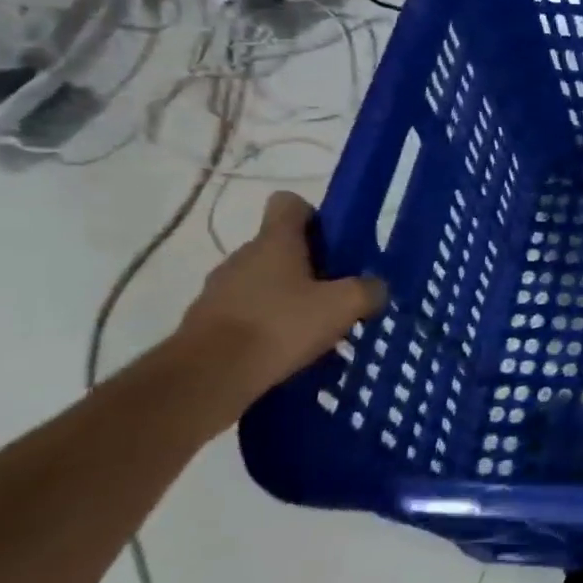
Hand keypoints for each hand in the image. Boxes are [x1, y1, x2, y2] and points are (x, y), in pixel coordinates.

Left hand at [174, 191, 386, 423]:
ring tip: (312, 331)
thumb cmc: (279, 326)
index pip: (290, 204)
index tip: (333, 243)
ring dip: (286, 299)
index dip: (314, 216)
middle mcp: (242, 257)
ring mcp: (218, 290)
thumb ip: (368, 290)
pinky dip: (265, 327)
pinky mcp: (205, 324)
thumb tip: (376, 288)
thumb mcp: (343, 306)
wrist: (206, 378)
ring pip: (263, 283)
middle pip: (280, 247)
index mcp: (274, 241)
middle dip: (309, 267)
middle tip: (335, 295)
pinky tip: (285, 353)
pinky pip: (245, 314)